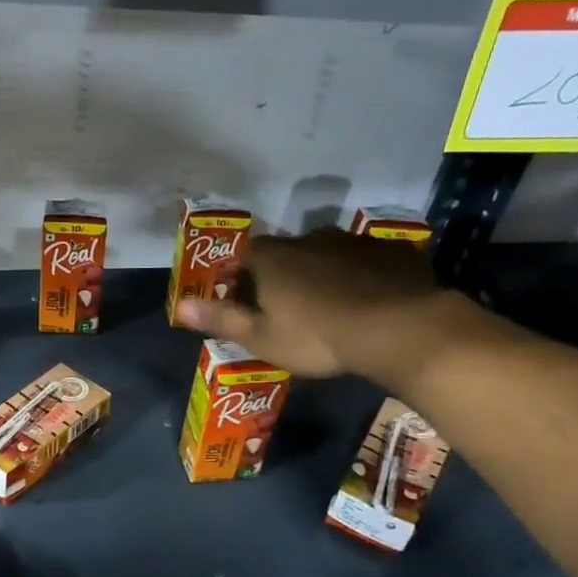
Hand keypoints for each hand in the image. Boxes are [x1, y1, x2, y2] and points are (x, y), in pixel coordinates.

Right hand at [175, 230, 473, 386]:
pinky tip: (368, 301)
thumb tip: (179, 305)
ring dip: (321, 273)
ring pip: (326, 254)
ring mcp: (352, 242)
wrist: (398, 328)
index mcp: (272, 258)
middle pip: (284, 253)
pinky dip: (361, 276)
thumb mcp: (261, 337)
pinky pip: (366, 261)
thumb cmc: (317, 336)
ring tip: (328, 307)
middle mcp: (308, 239)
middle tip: (286, 308)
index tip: (242, 299)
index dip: (239, 275)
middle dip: (280, 275)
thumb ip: (221, 319)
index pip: (243, 255)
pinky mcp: (391, 251)